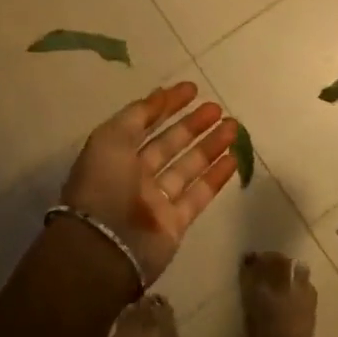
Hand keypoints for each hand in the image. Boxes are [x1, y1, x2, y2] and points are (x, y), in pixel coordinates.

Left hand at [59, 82, 239, 285]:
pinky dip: (216, 177)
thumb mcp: (111, 138)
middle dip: (193, 125)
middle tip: (218, 108)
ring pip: (188, 167)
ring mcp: (156, 200)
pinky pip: (198, 195)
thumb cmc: (103, 184)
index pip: (144, 123)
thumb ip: (138, 114)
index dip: (166, 105)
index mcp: (116, 154)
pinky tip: (234, 158)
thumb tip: (161, 94)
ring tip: (234, 127)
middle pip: (169, 144)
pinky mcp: (175, 223)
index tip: (192, 89)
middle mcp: (135, 175)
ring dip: (210, 146)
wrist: (104, 247)